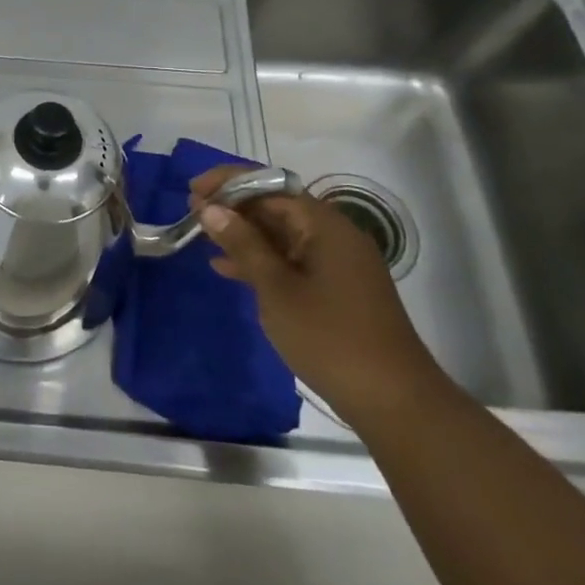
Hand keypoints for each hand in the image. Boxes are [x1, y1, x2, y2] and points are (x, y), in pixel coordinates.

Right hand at [190, 167, 447, 426]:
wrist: (392, 400)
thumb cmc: (329, 337)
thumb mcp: (276, 288)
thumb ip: (243, 244)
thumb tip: (210, 208)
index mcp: (324, 225)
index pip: (270, 186)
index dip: (229, 184)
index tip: (193, 190)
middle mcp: (333, 235)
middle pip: (276, 206)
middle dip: (233, 207)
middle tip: (192, 213)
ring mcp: (336, 263)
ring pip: (281, 235)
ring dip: (242, 234)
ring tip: (202, 236)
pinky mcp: (334, 288)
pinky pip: (290, 260)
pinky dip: (260, 260)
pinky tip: (226, 268)